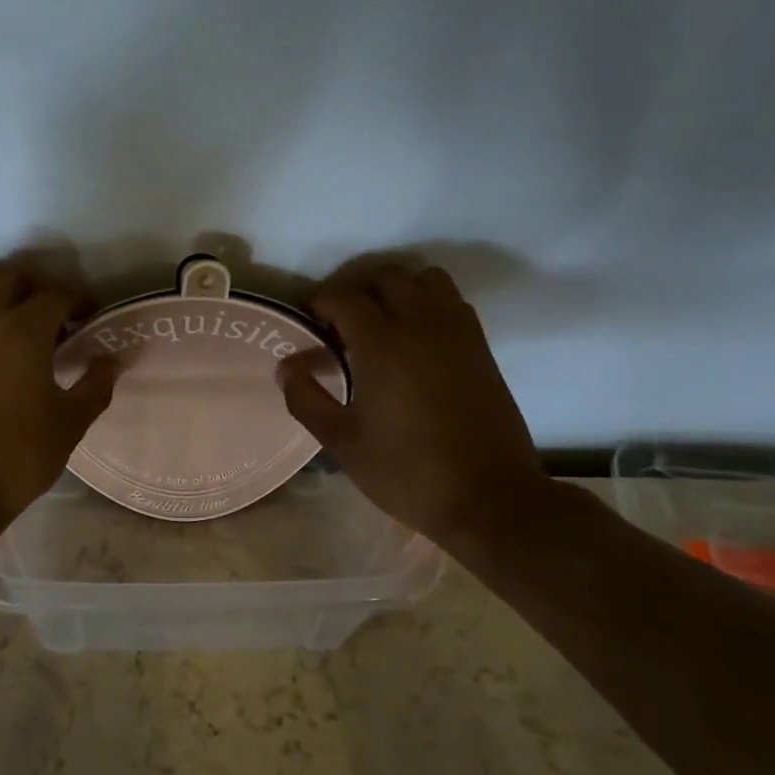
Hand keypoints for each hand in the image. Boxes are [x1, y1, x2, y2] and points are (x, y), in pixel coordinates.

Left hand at [0, 265, 117, 534]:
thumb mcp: (69, 424)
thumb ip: (95, 386)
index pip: (55, 296)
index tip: (92, 315)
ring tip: (18, 326)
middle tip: (56, 315)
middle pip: (9, 278)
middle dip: (36, 288)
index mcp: (22, 332)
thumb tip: (112, 361)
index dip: (79, 301)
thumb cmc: (17, 457)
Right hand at [277, 265, 551, 551]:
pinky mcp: (481, 347)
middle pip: (386, 277)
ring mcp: (457, 332)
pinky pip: (451, 302)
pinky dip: (428, 304)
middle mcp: (422, 324)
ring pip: (426, 280)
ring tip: (381, 324)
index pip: (344, 298)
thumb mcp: (341, 441)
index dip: (320, 302)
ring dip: (398, 290)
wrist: (487, 497)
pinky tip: (416, 340)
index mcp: (382, 345)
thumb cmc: (405, 471)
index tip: (308, 321)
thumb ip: (305, 398)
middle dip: (357, 291)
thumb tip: (287, 365)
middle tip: (341, 324)